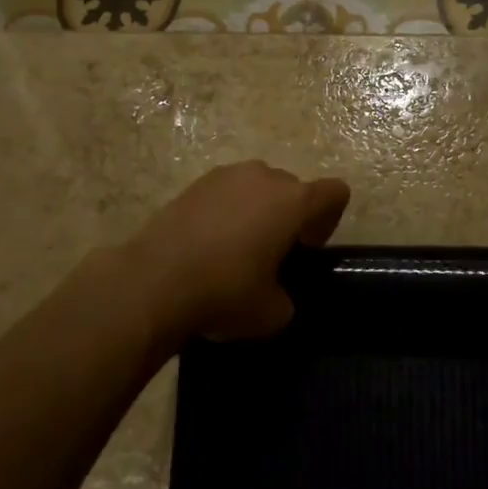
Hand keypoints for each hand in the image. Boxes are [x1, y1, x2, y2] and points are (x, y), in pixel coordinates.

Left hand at [124, 161, 350, 340]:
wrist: (153, 282)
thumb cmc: (225, 292)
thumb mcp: (272, 313)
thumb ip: (287, 297)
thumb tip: (276, 293)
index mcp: (293, 201)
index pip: (335, 192)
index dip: (329, 220)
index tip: (307, 249)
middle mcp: (264, 177)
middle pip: (293, 188)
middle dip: (290, 216)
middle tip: (273, 254)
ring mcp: (225, 175)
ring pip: (257, 187)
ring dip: (257, 211)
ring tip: (237, 248)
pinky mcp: (193, 184)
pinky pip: (225, 192)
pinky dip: (226, 212)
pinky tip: (208, 244)